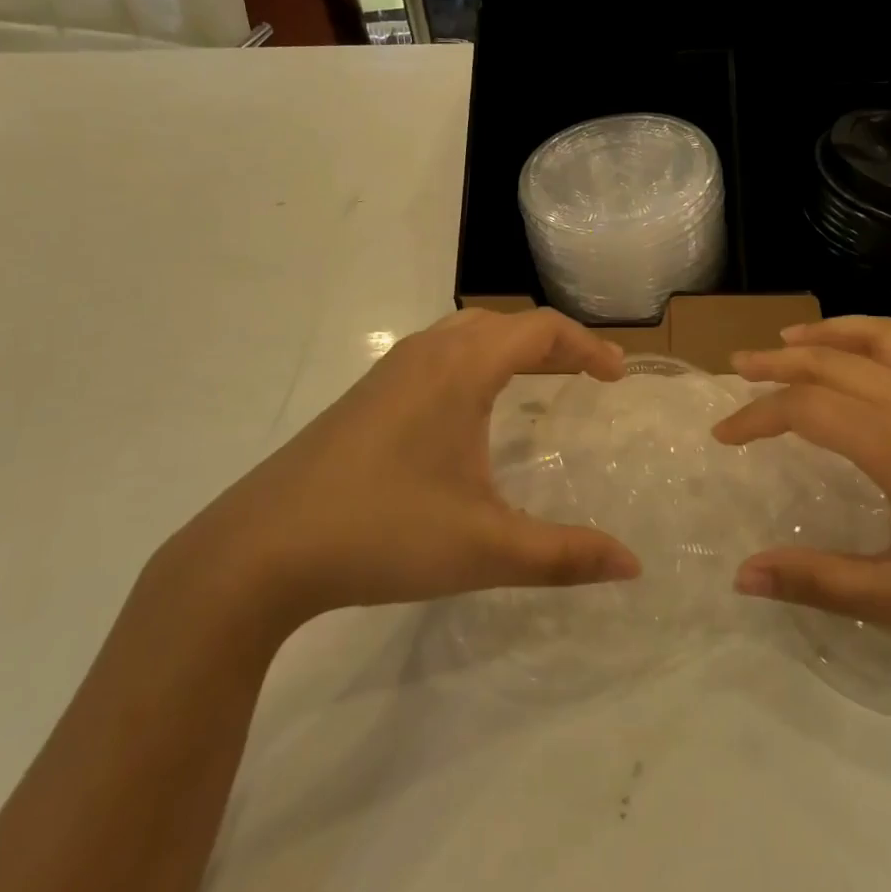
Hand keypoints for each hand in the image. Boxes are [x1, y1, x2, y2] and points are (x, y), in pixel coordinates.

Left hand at [181, 308, 640, 634]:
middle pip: (505, 325)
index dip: (588, 347)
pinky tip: (470, 411)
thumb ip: (564, 555)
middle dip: (553, 344)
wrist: (258, 550)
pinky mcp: (364, 397)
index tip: (617, 377)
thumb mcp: (485, 548)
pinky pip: (437, 355)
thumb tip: (632, 566)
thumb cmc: (382, 534)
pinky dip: (475, 363)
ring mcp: (388, 372)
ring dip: (511, 348)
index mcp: (461, 369)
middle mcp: (426, 354)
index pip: (541, 330)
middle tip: (587, 377)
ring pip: (465, 335)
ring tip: (538, 383)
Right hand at [718, 317, 890, 677]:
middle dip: (778, 362)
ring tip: (792, 339)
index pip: (806, 408)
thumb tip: (741, 575)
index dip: (757, 417)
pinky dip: (880, 339)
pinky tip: (871, 360)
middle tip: (736, 368)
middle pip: (834, 360)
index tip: (722, 436)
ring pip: (881, 339)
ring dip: (830, 333)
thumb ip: (819, 582)